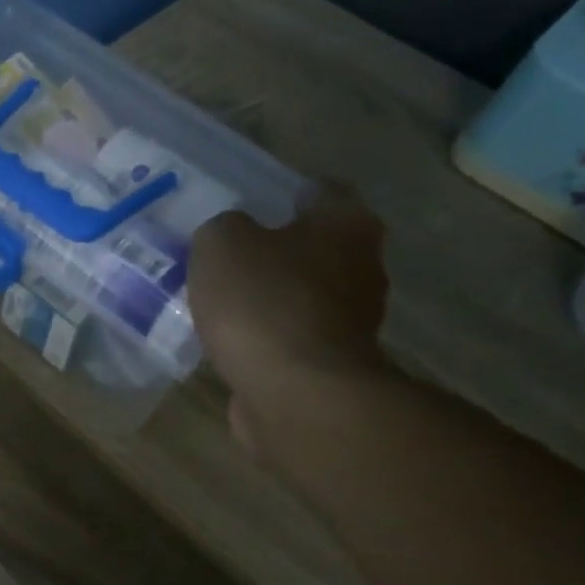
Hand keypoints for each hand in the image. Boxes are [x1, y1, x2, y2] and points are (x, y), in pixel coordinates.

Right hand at [187, 189, 392, 460]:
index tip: (255, 205)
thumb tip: (233, 239)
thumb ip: (224, 229)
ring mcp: (353, 322)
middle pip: (318, 247)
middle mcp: (363, 267)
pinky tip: (234, 342)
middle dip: (280, 251)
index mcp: (346, 224)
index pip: (324, 191)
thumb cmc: (263, 301)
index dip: (288, 194)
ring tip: (224, 303)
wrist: (293, 393)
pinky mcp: (332, 366)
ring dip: (274, 298)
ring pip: (306, 296)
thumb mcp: (221, 243)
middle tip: (231, 255)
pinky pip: (293, 338)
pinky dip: (269, 338)